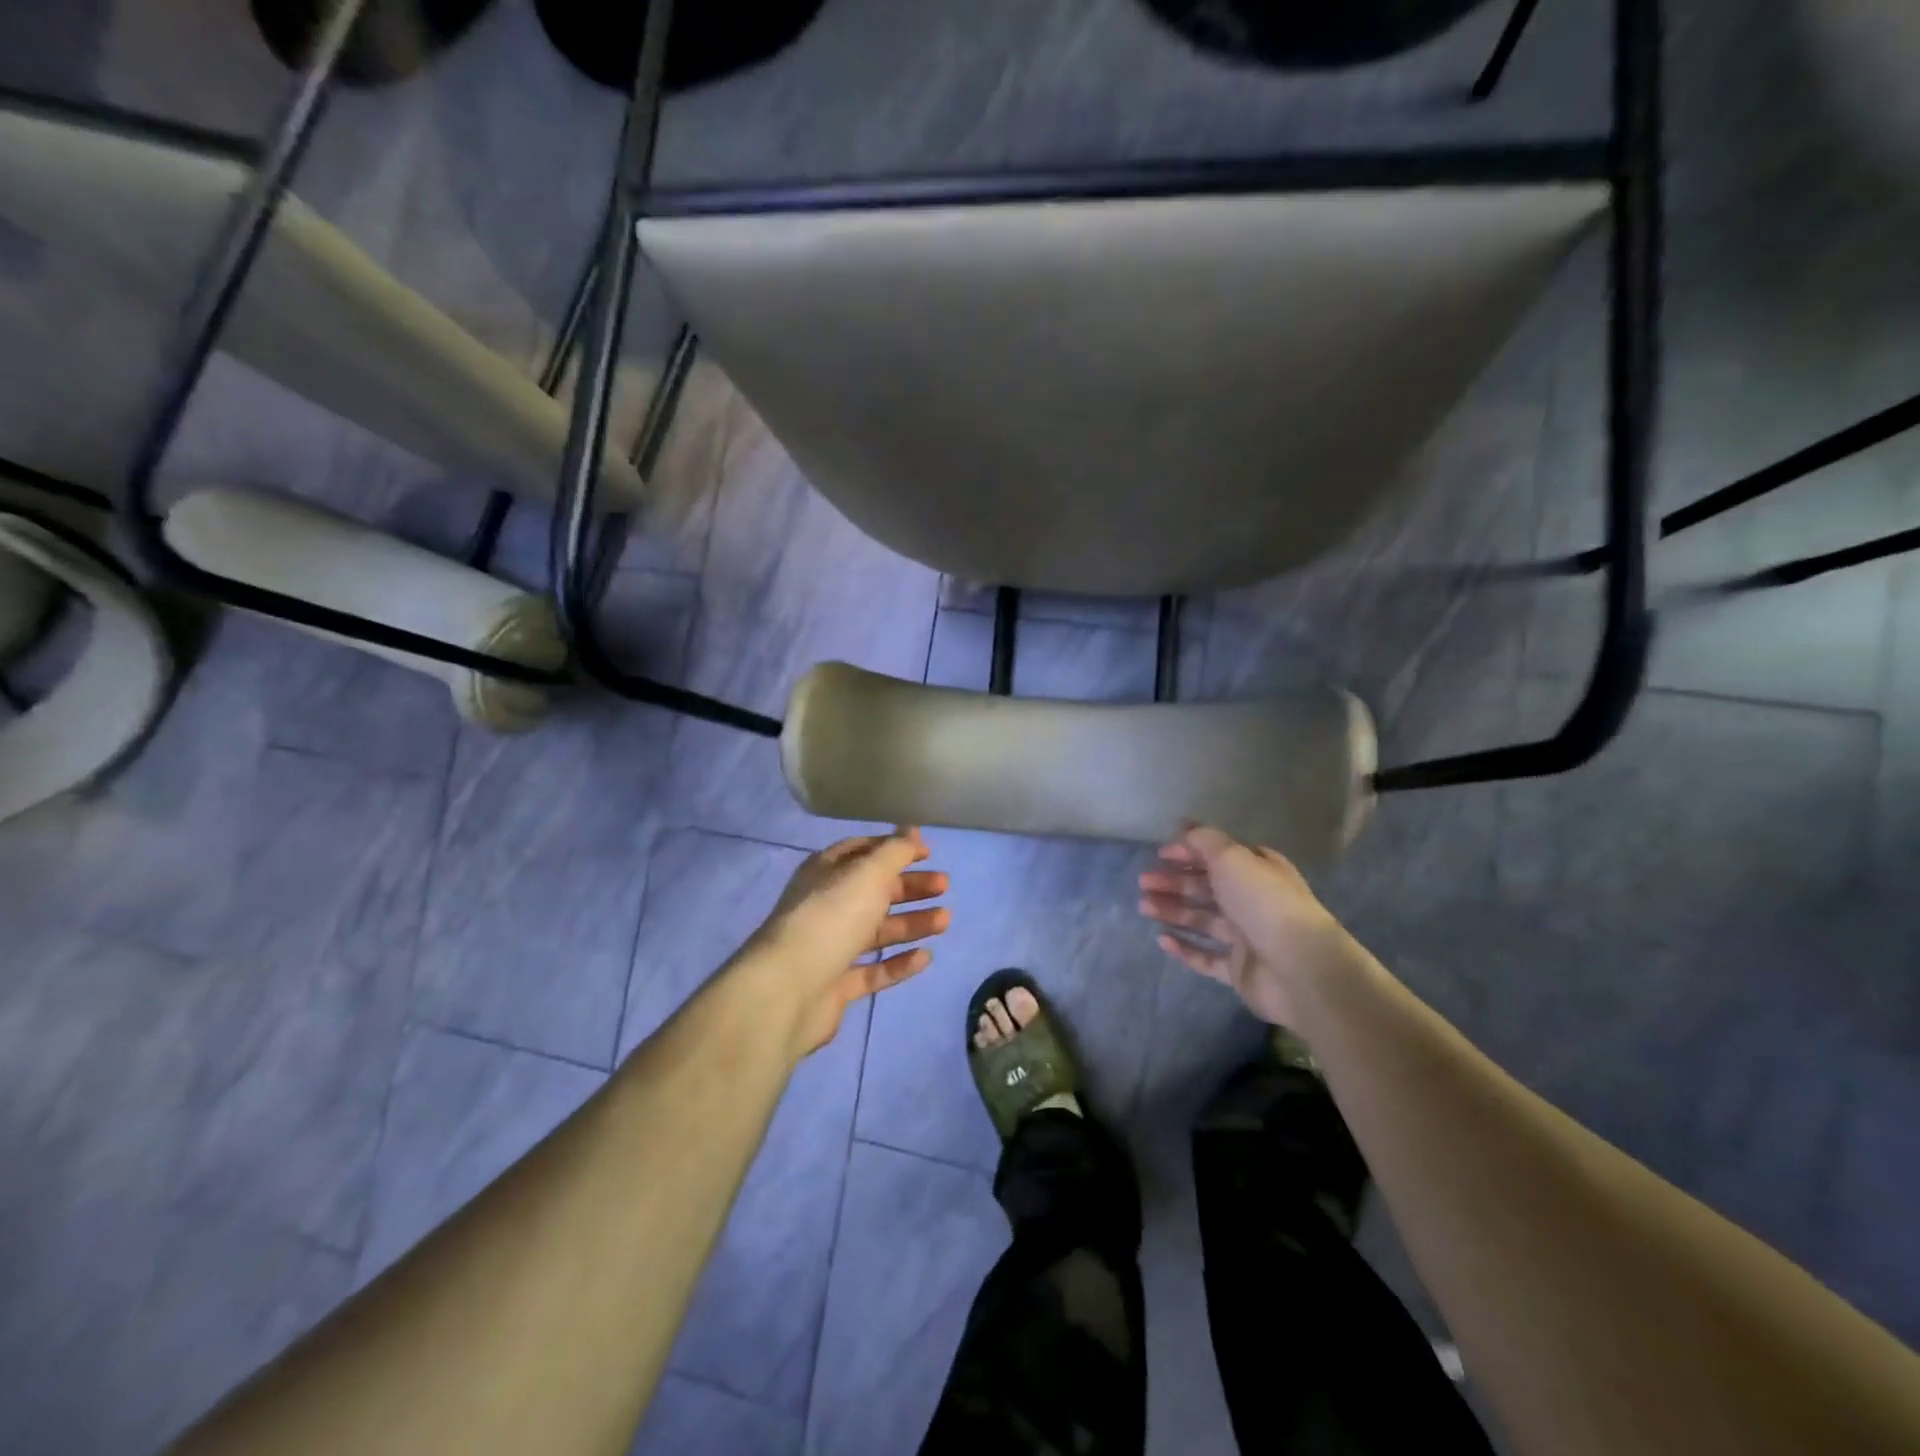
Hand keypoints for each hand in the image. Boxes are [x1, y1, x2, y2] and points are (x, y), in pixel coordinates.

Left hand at [745, 827, 949, 1057]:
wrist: (787, 990)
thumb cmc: (831, 918)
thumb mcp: (868, 873)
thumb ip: (895, 851)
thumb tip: (911, 830)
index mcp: (826, 872)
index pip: (863, 852)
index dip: (895, 848)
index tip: (928, 852)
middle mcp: (826, 905)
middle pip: (874, 891)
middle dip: (910, 887)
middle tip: (944, 886)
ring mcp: (829, 947)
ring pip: (877, 930)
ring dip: (912, 923)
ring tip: (945, 921)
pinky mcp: (836, 985)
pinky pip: (873, 970)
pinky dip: (899, 963)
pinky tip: (925, 957)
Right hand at [1137, 825, 1352, 1025]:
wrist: (1299, 967)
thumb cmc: (1264, 902)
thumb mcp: (1232, 857)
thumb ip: (1204, 841)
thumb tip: (1184, 828)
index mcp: (1258, 870)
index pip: (1219, 856)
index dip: (1189, 852)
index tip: (1160, 853)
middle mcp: (1253, 901)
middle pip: (1207, 888)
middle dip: (1174, 882)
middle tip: (1143, 882)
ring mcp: (1246, 937)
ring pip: (1202, 920)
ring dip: (1173, 910)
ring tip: (1144, 906)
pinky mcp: (1239, 970)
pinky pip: (1206, 957)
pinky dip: (1184, 948)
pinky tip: (1161, 939)